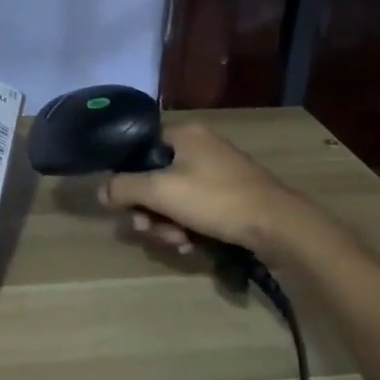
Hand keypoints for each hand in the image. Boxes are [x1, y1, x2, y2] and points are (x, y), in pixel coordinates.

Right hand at [99, 124, 299, 255]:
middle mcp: (201, 147)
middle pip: (157, 177)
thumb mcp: (161, 191)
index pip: (142, 146)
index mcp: (185, 134)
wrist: (278, 225)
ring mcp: (219, 172)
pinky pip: (197, 208)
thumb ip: (125, 187)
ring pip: (175, 197)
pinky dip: (189, 226)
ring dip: (168, 222)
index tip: (125, 202)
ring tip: (177, 242)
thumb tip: (100, 190)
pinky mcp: (232, 196)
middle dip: (149, 208)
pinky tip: (191, 245)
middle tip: (149, 229)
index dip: (128, 175)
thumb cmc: (216, 199)